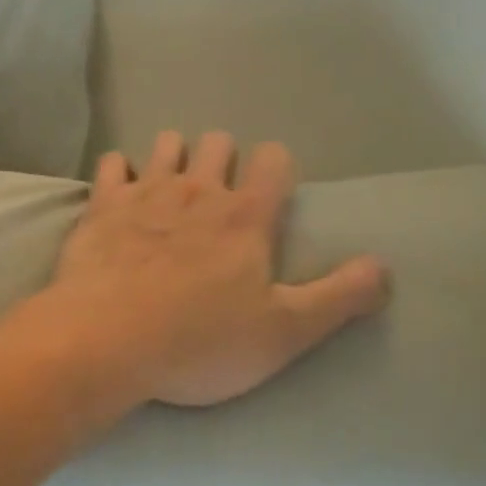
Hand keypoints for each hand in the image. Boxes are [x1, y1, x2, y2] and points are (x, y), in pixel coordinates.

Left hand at [48, 131, 390, 406]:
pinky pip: (112, 164)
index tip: (273, 190)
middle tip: (220, 193)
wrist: (106, 342)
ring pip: (167, 144)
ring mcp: (145, 193)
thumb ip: (338, 298)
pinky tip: (120, 193)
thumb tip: (384, 267)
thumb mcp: (284, 333)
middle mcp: (197, 190)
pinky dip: (120, 172)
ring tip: (173, 186)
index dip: (277, 167)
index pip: (274, 161)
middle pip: (218, 143)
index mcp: (245, 216)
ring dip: (175, 156)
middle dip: (224, 157)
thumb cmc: (199, 342)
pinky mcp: (101, 206)